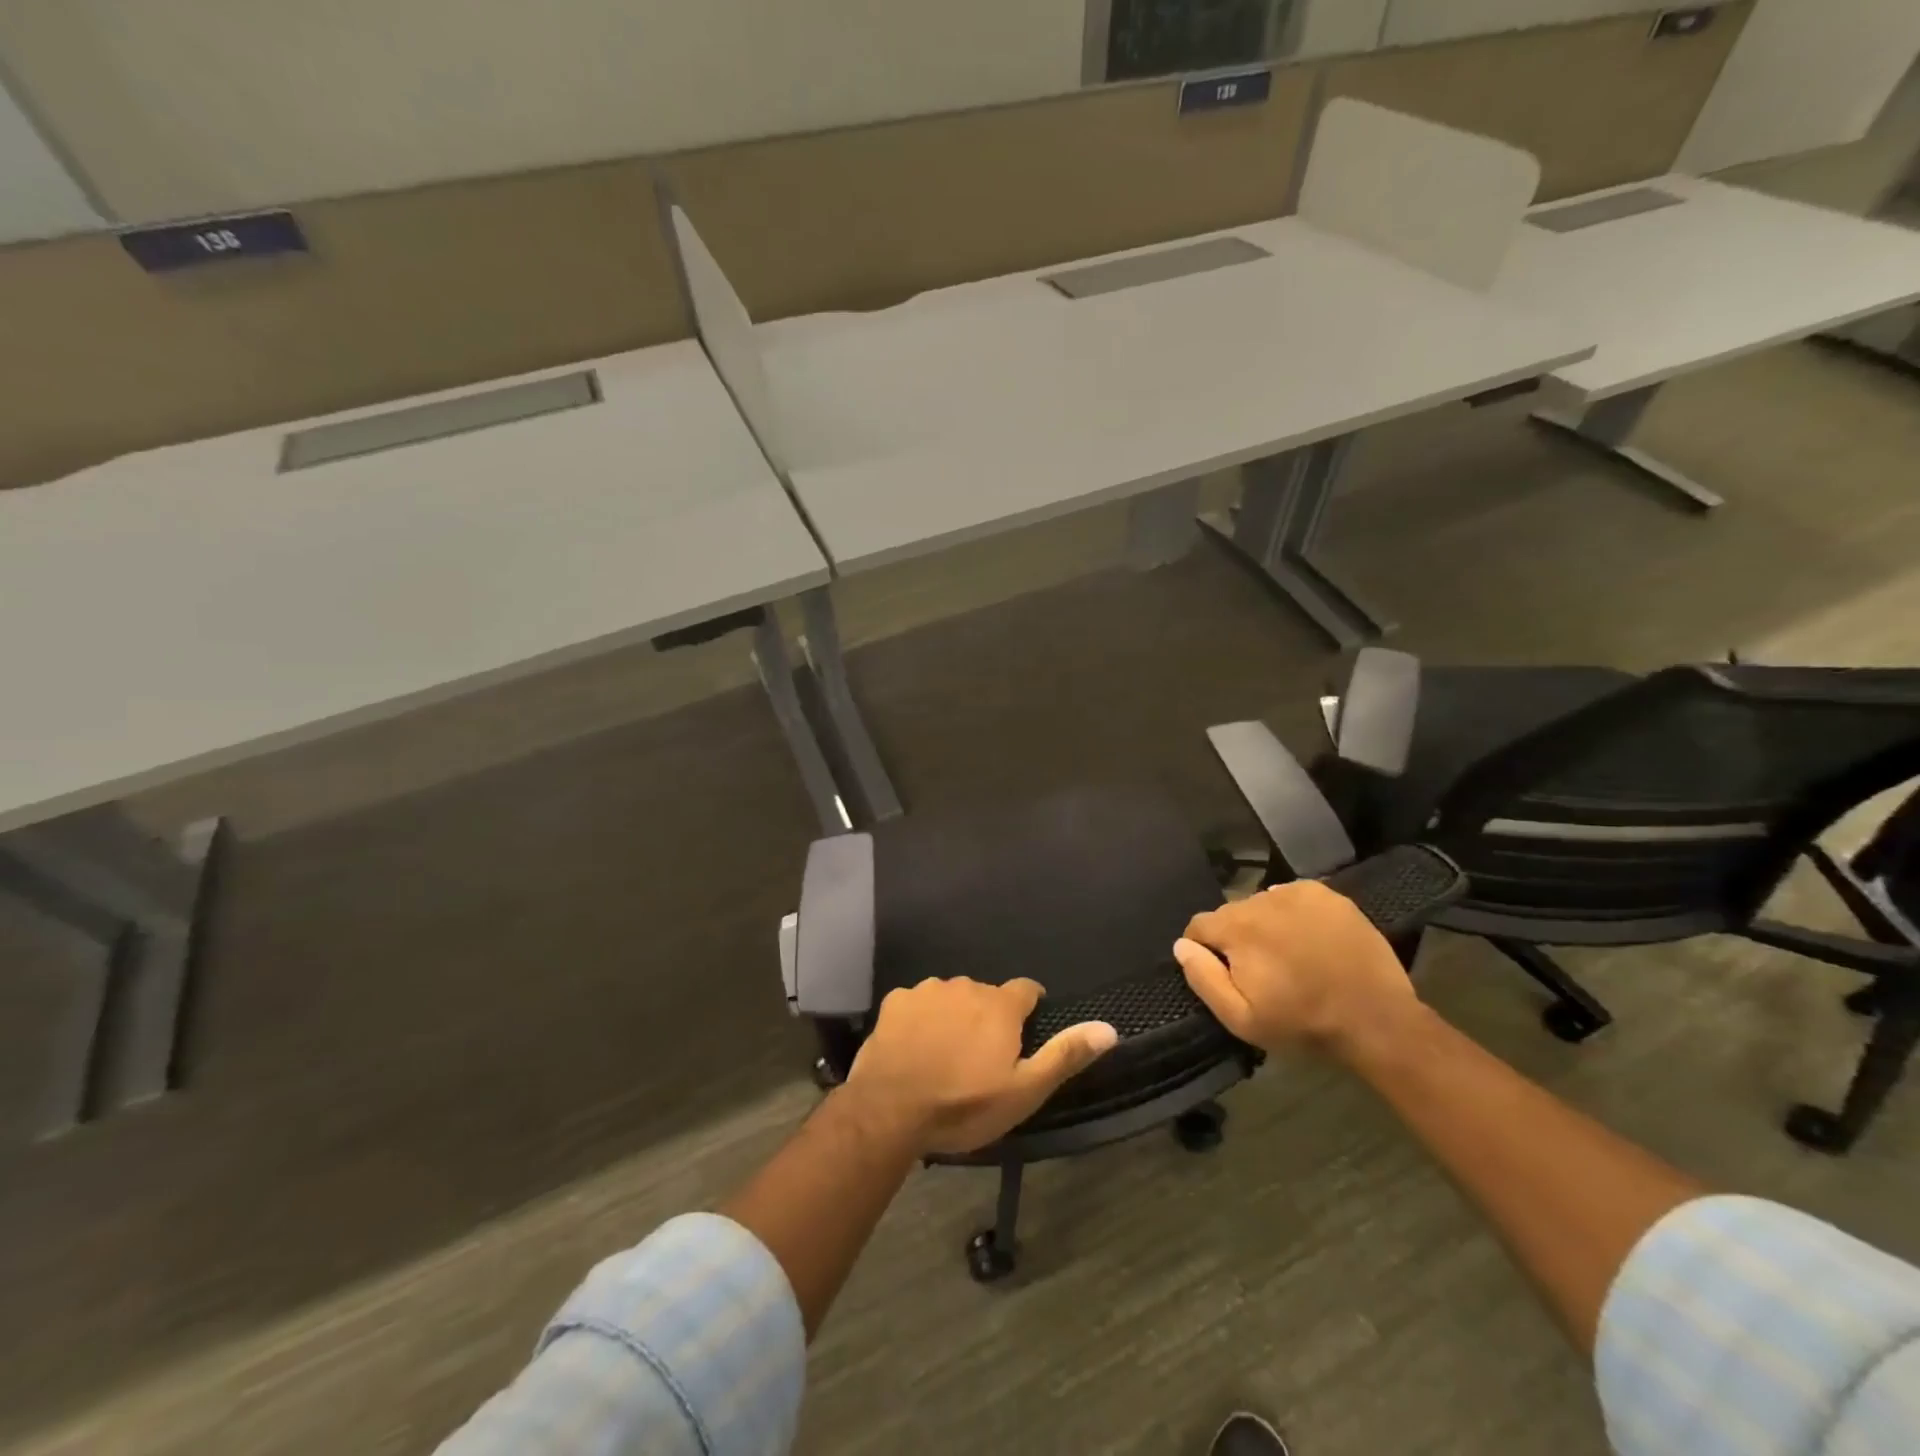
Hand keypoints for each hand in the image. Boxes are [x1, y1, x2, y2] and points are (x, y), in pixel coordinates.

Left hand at [843, 978, 1117, 1155]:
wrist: (890, 1110)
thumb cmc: (964, 1104)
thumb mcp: (1024, 1090)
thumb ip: (1065, 1055)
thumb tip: (1109, 1028)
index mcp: (1000, 1005)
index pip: (1027, 990)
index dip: (1030, 1009)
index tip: (1024, 1033)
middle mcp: (966, 985)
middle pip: (986, 996)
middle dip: (988, 1018)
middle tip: (980, 1058)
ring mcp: (927, 990)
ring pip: (951, 997)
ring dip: (954, 1017)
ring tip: (945, 1055)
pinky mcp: (895, 1001)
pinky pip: (917, 1004)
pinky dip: (920, 1020)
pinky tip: (914, 1049)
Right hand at [1173, 880, 1415, 1055]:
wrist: (1376, 1019)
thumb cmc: (1303, 1023)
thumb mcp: (1241, 1018)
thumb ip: (1203, 978)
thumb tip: (1182, 946)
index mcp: (1236, 927)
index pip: (1198, 926)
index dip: (1204, 951)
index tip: (1224, 974)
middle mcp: (1262, 899)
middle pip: (1231, 914)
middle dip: (1236, 938)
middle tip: (1261, 970)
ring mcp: (1297, 893)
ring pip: (1262, 905)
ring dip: (1265, 925)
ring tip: (1288, 955)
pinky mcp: (1327, 894)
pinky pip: (1292, 897)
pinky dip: (1292, 914)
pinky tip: (1308, 939)